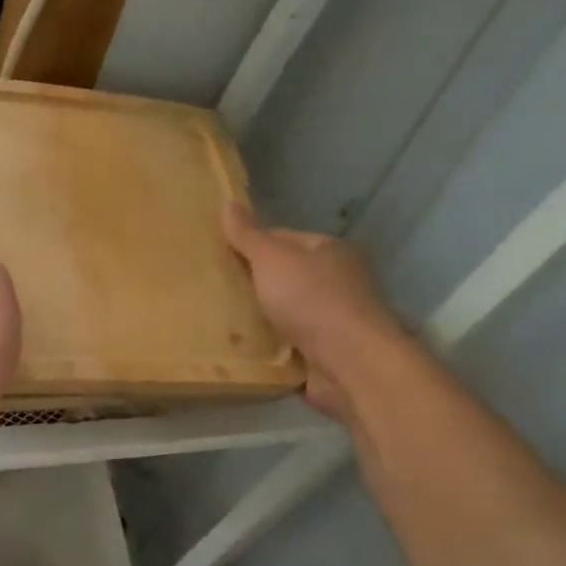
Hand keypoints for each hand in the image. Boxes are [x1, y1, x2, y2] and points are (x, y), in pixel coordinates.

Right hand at [223, 203, 410, 420]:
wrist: (351, 364)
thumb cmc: (312, 300)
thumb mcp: (272, 259)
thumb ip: (248, 235)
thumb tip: (228, 202)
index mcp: (330, 250)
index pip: (282, 238)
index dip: (249, 245)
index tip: (217, 257)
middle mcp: (337, 281)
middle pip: (284, 276)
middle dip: (252, 283)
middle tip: (214, 289)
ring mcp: (333, 319)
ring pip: (284, 311)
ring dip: (259, 317)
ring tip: (220, 319)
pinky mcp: (326, 353)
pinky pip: (288, 343)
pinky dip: (269, 346)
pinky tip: (242, 347)